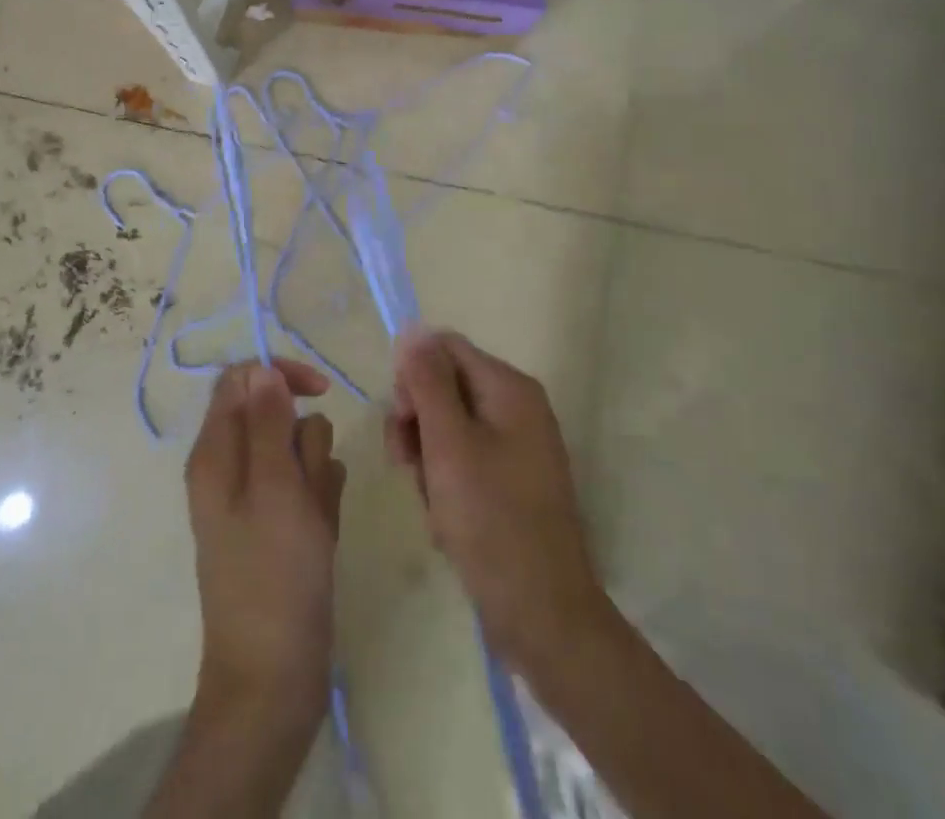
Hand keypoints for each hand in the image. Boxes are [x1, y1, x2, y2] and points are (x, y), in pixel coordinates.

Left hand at [185, 359, 346, 731]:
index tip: (320, 390)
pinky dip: (321, 500)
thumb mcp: (274, 488)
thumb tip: (261, 369)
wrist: (273, 679)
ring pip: (298, 449)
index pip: (243, 379)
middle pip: (277, 413)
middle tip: (306, 486)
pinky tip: (322, 534)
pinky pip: (309, 485)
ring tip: (314, 520)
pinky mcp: (279, 523)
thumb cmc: (274, 577)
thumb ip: (267, 422)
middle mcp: (230, 466)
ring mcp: (256, 497)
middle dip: (304, 440)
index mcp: (215, 452)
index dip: (280, 375)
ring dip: (316, 473)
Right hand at [384, 329, 607, 672]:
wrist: (542, 614)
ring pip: (448, 427)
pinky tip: (445, 519)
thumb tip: (413, 329)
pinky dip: (444, 482)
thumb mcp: (449, 444)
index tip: (401, 423)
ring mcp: (517, 445)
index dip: (413, 377)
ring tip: (430, 501)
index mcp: (509, 387)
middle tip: (408, 466)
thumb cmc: (491, 521)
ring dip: (426, 458)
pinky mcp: (511, 480)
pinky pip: (463, 460)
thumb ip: (427, 382)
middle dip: (417, 423)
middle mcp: (517, 406)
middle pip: (444, 386)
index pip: (444, 349)